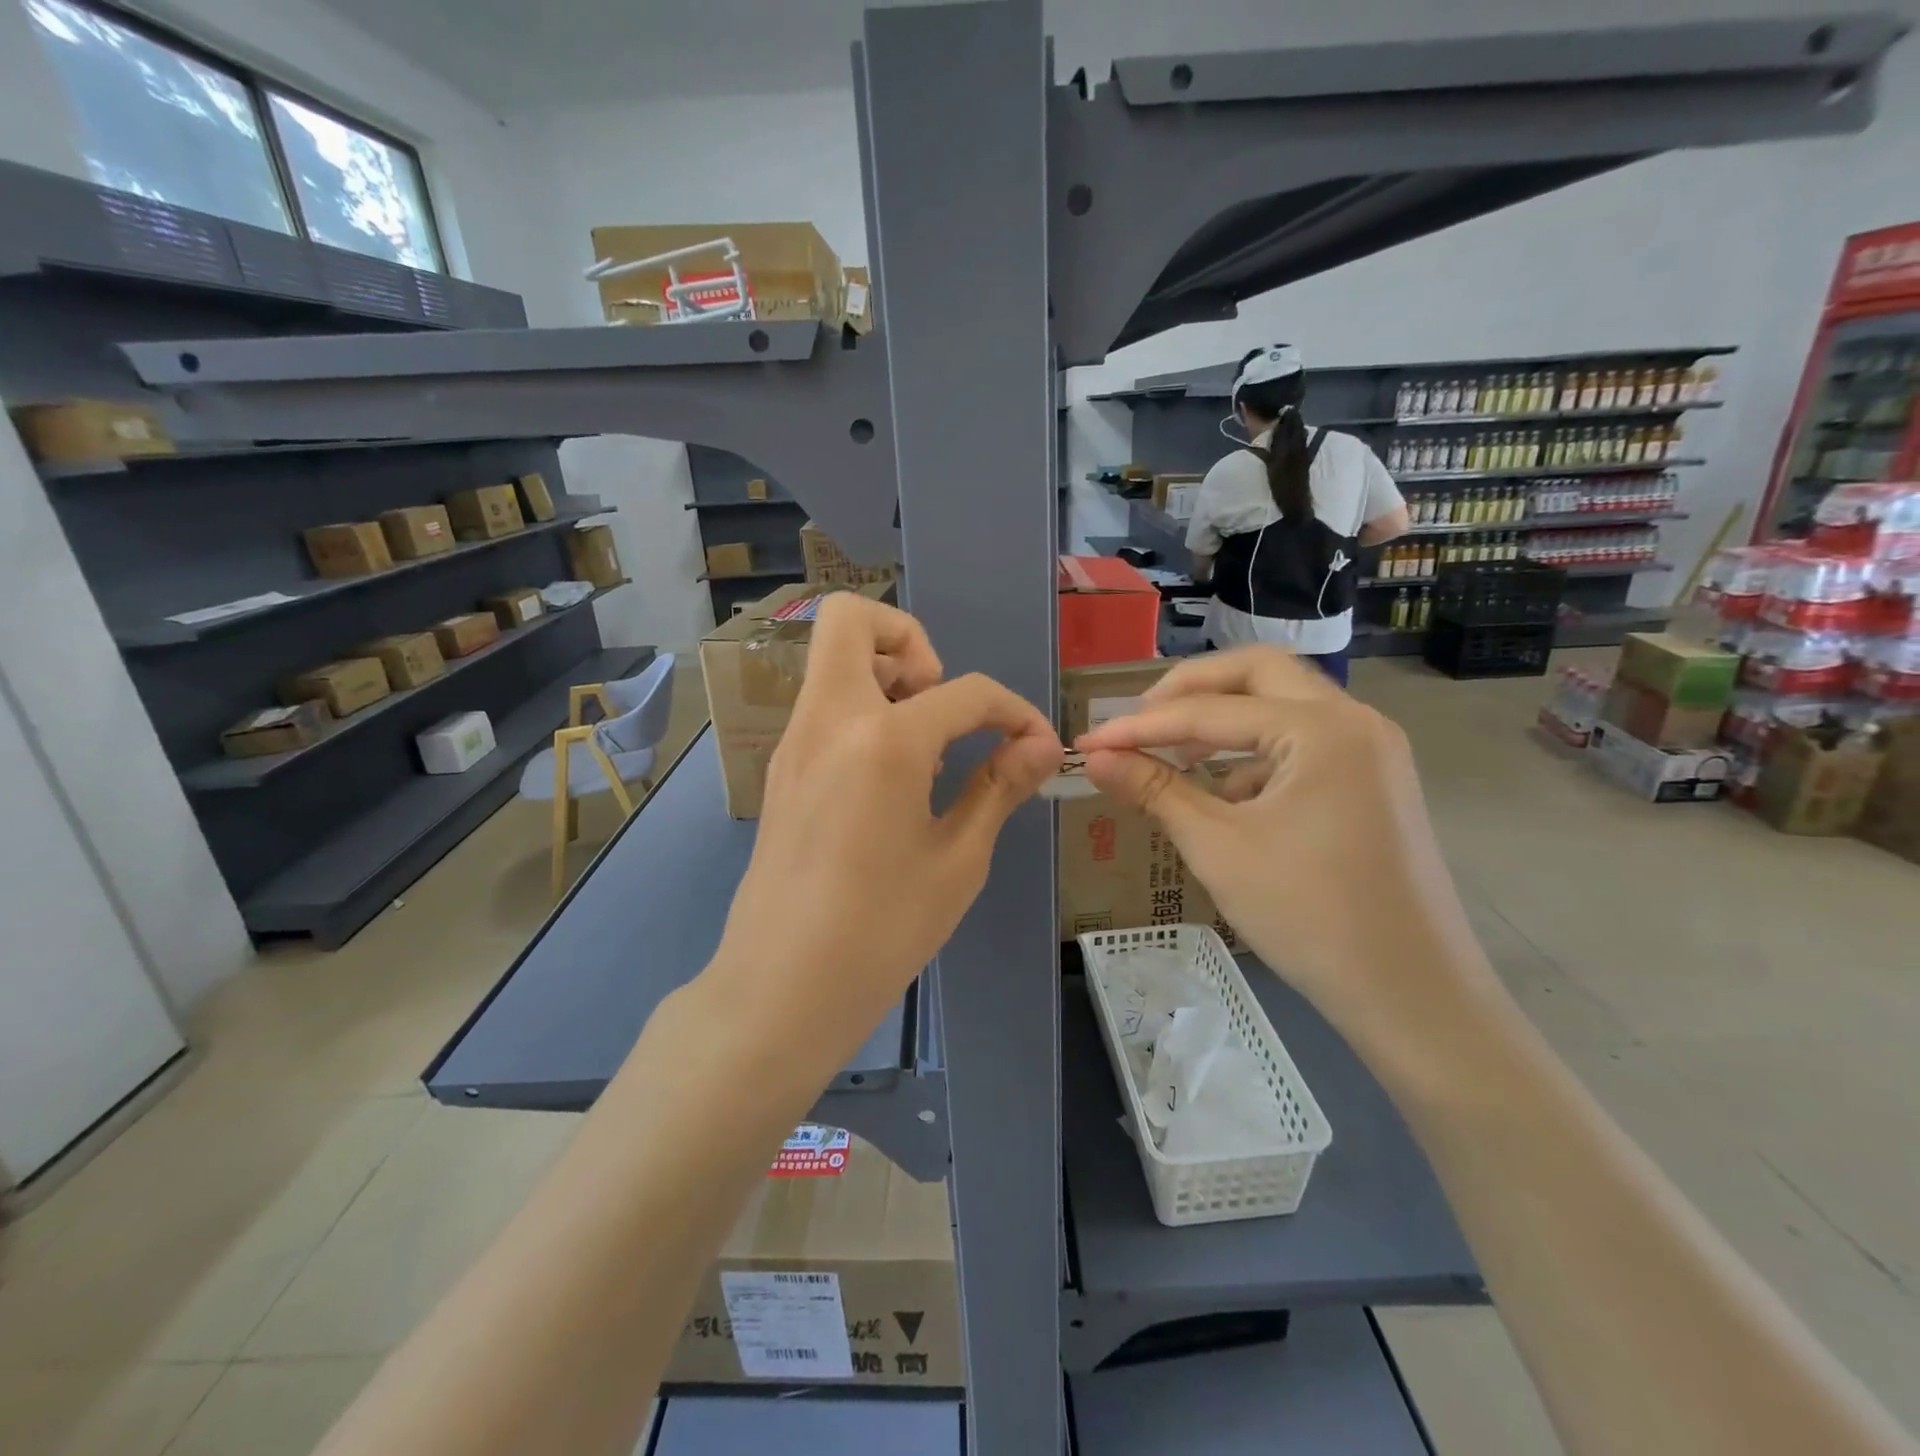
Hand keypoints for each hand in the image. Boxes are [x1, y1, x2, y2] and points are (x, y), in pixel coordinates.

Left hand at [713, 594, 1061, 1062]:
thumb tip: (1041, 745)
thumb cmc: (881, 931)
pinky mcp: (781, 768)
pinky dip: (863, 709)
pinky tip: (891, 777)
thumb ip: (1000, 787)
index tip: (1035, 746)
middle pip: (851, 619)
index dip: (1014, 711)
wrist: (781, 987)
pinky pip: (823, 704)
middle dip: (910, 639)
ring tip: (922, 744)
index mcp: (883, 739)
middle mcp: (829, 719)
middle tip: (940, 704)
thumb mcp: (957, 859)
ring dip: (884, 673)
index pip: (965, 691)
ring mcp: (794, 740)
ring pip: (831, 659)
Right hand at [1075, 647, 1490, 1033]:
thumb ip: (1155, 789)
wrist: (1412, 995)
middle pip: (1258, 673)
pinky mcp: (1374, 780)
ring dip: (1225, 720)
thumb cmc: (1310, 916)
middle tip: (1141, 719)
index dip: (1141, 726)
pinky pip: (1304, 743)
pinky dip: (1257, 754)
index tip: (1091, 741)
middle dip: (1191, 690)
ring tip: (1176, 757)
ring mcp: (1372, 749)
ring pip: (1284, 704)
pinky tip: (1228, 797)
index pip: (1210, 710)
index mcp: (1322, 729)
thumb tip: (1095, 757)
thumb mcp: (1219, 848)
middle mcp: (1354, 721)